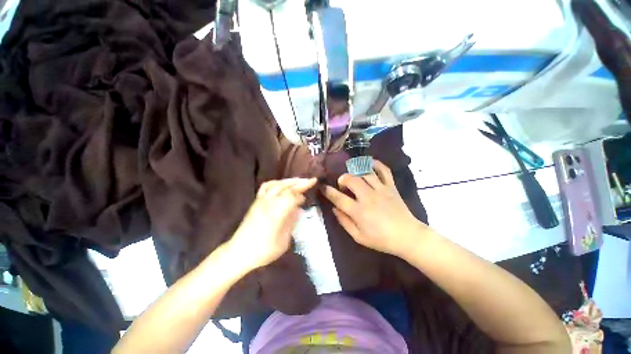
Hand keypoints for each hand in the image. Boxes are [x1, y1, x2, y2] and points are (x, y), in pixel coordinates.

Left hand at [228, 178, 316, 270]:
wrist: (239, 252)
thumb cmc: (264, 250)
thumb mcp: (284, 240)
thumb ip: (291, 221)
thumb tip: (297, 209)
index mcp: (276, 212)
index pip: (292, 195)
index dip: (302, 192)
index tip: (309, 194)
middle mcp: (269, 202)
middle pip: (286, 187)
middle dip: (300, 183)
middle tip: (311, 180)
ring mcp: (261, 200)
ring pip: (277, 184)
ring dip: (289, 181)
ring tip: (299, 181)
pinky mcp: (256, 201)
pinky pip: (266, 186)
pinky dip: (276, 183)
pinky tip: (282, 185)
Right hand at [321, 160, 426, 257]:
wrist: (408, 236)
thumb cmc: (381, 239)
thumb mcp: (358, 237)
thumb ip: (344, 222)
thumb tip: (334, 208)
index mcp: (359, 211)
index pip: (338, 198)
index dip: (328, 191)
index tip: (322, 187)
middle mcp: (368, 197)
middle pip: (351, 179)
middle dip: (342, 179)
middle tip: (342, 185)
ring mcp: (381, 189)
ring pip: (365, 172)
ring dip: (355, 171)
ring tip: (353, 176)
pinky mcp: (391, 186)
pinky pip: (384, 170)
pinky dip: (376, 164)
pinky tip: (369, 164)